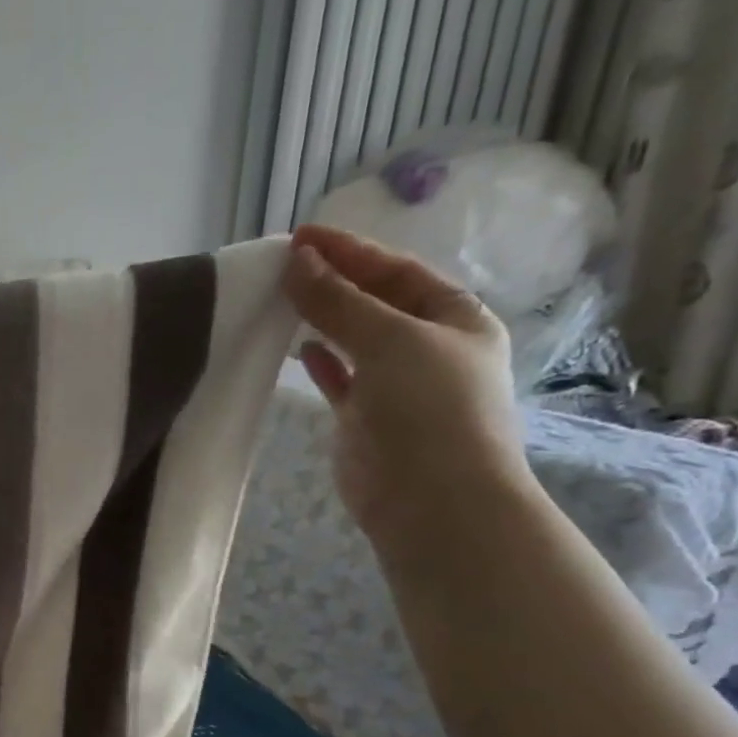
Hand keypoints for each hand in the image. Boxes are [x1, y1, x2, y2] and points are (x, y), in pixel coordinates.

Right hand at [282, 225, 531, 555]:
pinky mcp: (365, 418)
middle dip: (334, 281)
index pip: (396, 271)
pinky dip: (320, 361)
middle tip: (283, 264)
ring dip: (323, 318)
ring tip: (282, 299)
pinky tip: (297, 348)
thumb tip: (298, 260)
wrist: (430, 498)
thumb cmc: (428, 408)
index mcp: (454, 318)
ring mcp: (396, 385)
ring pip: (354, 339)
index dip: (350, 252)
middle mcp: (428, 346)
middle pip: (375, 302)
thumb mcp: (389, 341)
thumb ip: (339, 301)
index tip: (300, 237)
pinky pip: (340, 378)